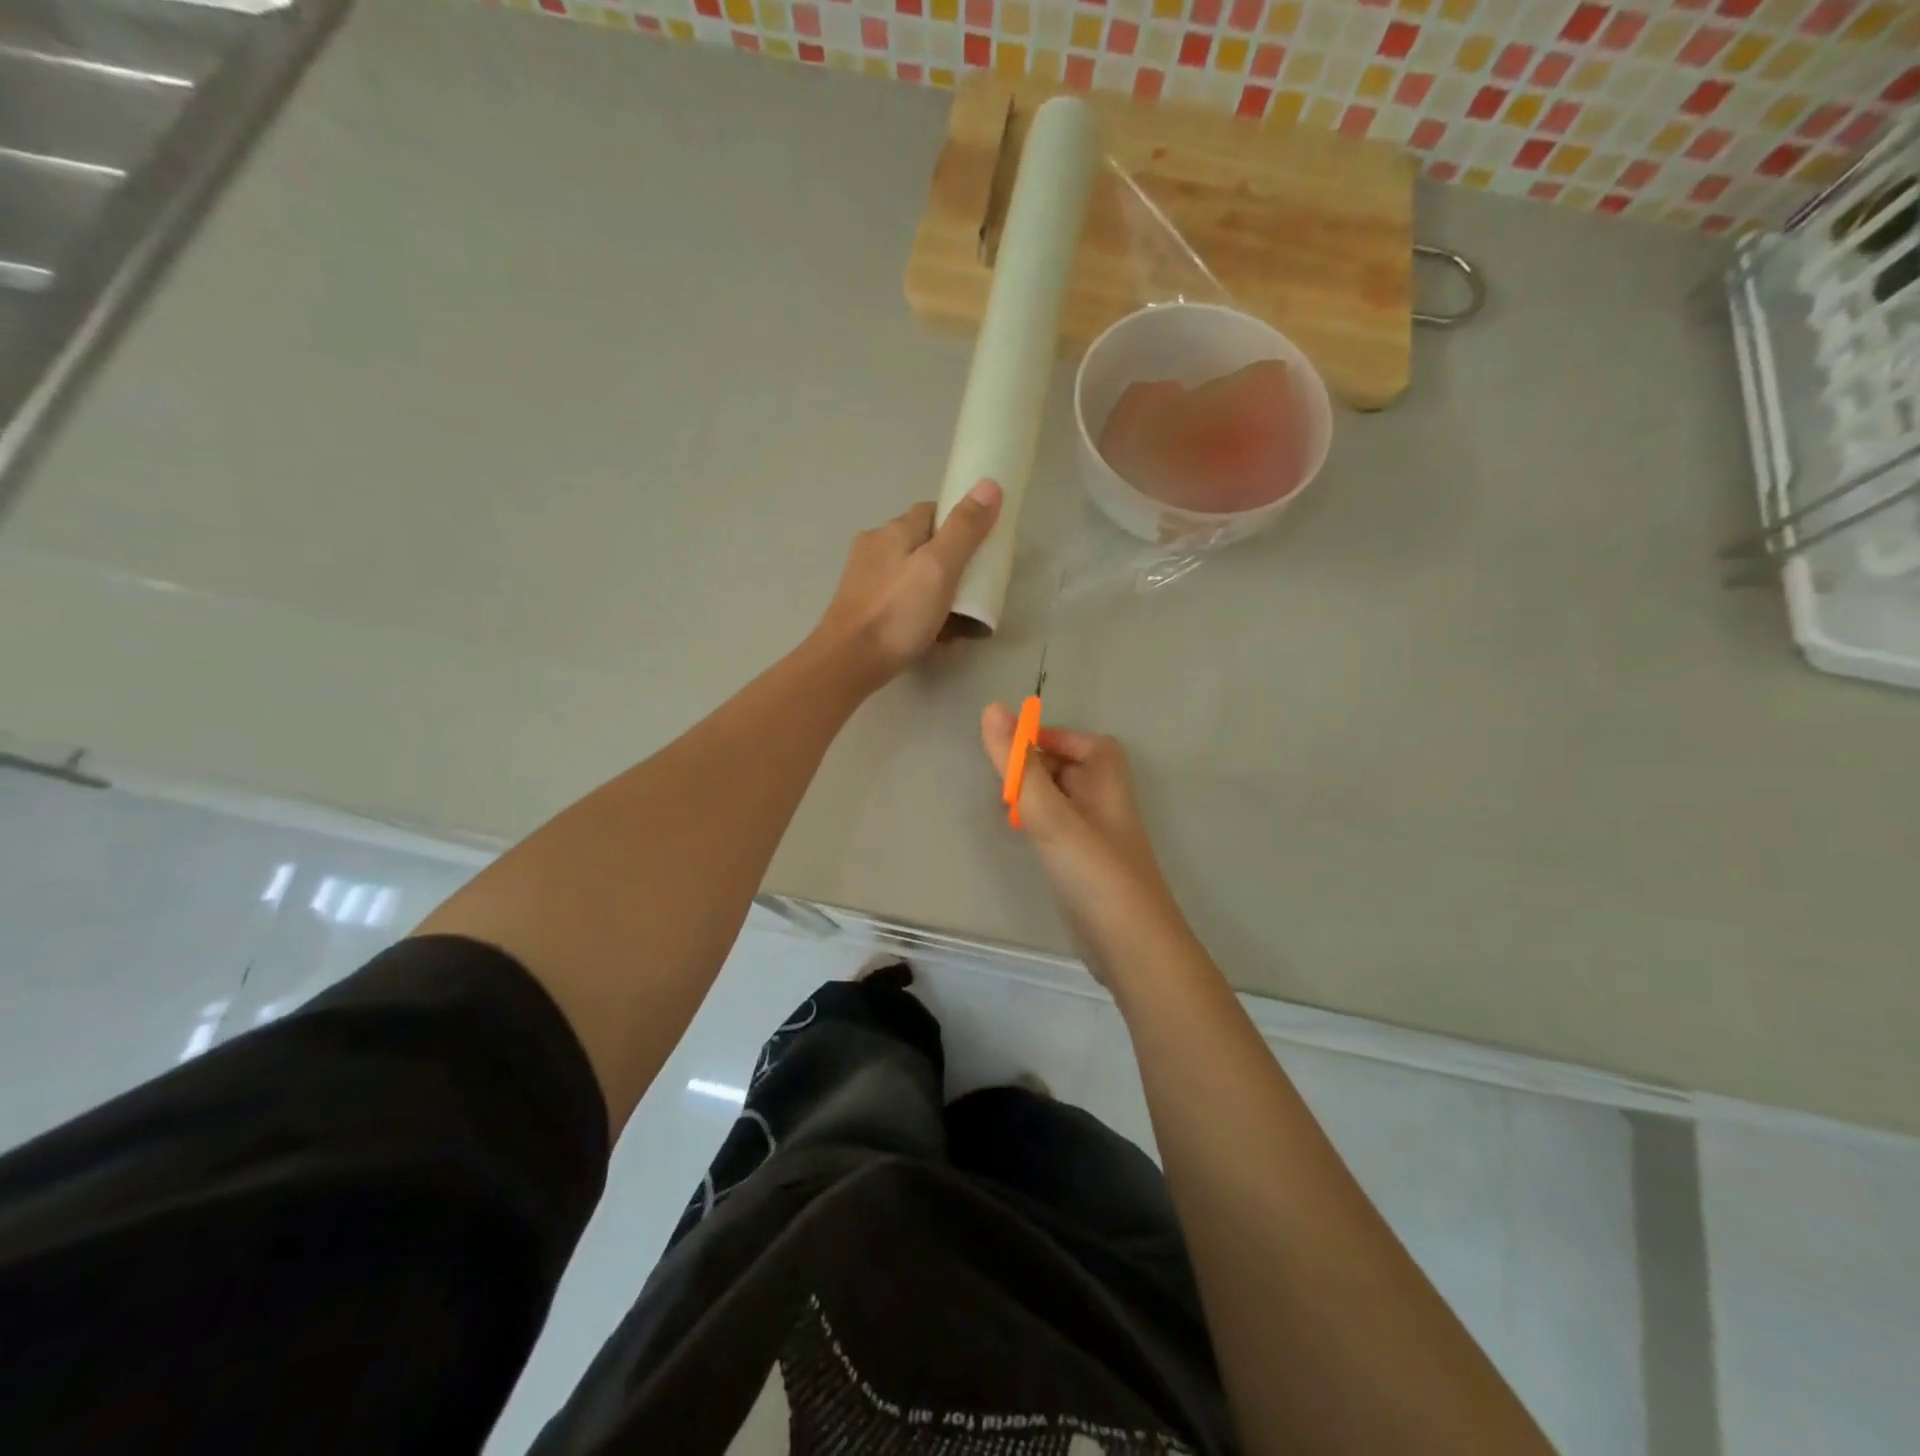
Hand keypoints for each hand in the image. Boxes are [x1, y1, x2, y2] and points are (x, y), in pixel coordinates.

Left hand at [815, 481, 1002, 684]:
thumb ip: (964, 529)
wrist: (848, 663)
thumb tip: (989, 484)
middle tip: (974, 590)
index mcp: (893, 531)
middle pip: (923, 545)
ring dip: (936, 592)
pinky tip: (933, 635)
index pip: (933, 511)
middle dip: (951, 563)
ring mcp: (864, 580)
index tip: (982, 547)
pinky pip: (900, 601)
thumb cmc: (897, 613)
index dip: (961, 523)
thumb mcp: (939, 568)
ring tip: (958, 620)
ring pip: (911, 576)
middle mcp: (874, 548)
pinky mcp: (861, 609)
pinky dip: (918, 612)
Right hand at [980, 705, 1189, 976]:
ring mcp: (1098, 839)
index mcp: (1108, 784)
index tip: (1015, 747)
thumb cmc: (1094, 872)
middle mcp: (1106, 806)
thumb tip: (992, 709)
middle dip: (1038, 768)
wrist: (1130, 948)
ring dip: (1036, 798)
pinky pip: (1061, 832)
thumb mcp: (1051, 814)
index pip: (1088, 744)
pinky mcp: (1087, 868)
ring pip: (1064, 803)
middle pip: (1074, 770)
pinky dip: (1040, 827)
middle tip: (1004, 780)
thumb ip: (1020, 765)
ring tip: (1006, 809)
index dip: (1054, 738)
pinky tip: (1022, 839)